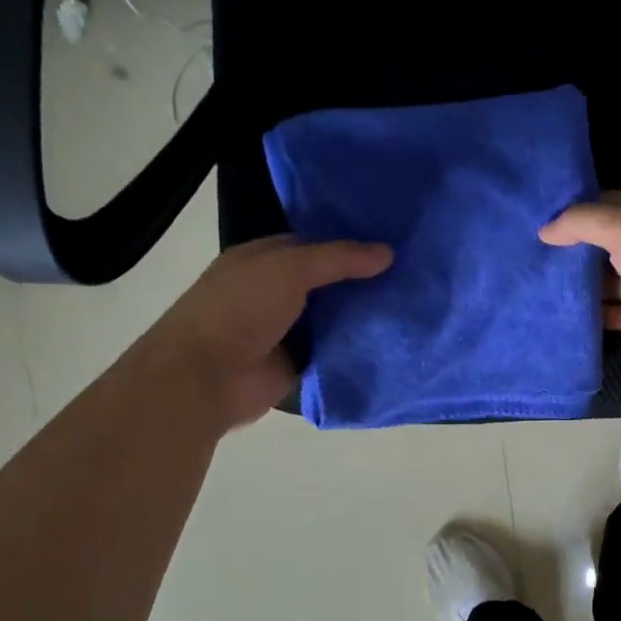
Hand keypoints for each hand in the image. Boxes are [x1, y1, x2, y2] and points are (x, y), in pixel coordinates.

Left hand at [160, 234, 391, 426]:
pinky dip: (357, 346)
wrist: (208, 377)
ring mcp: (286, 330)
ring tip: (412, 304)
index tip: (390, 244)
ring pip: (334, 316)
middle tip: (411, 274)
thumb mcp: (289, 269)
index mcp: (262, 260)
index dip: (348, 243)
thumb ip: (338, 258)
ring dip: (363, 314)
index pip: (312, 244)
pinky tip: (393, 338)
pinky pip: (335, 349)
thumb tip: (388, 252)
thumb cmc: (240, 309)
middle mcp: (274, 291)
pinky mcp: (298, 362)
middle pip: (327, 281)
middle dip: (362, 279)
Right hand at [540, 189, 620, 383]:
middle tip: (527, 255)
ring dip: (579, 285)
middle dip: (571, 249)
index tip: (537, 220)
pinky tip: (561, 317)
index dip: (576, 209)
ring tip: (534, 286)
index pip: (609, 202)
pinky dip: (594, 316)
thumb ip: (583, 222)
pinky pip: (616, 313)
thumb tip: (546, 230)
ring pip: (608, 280)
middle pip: (605, 243)